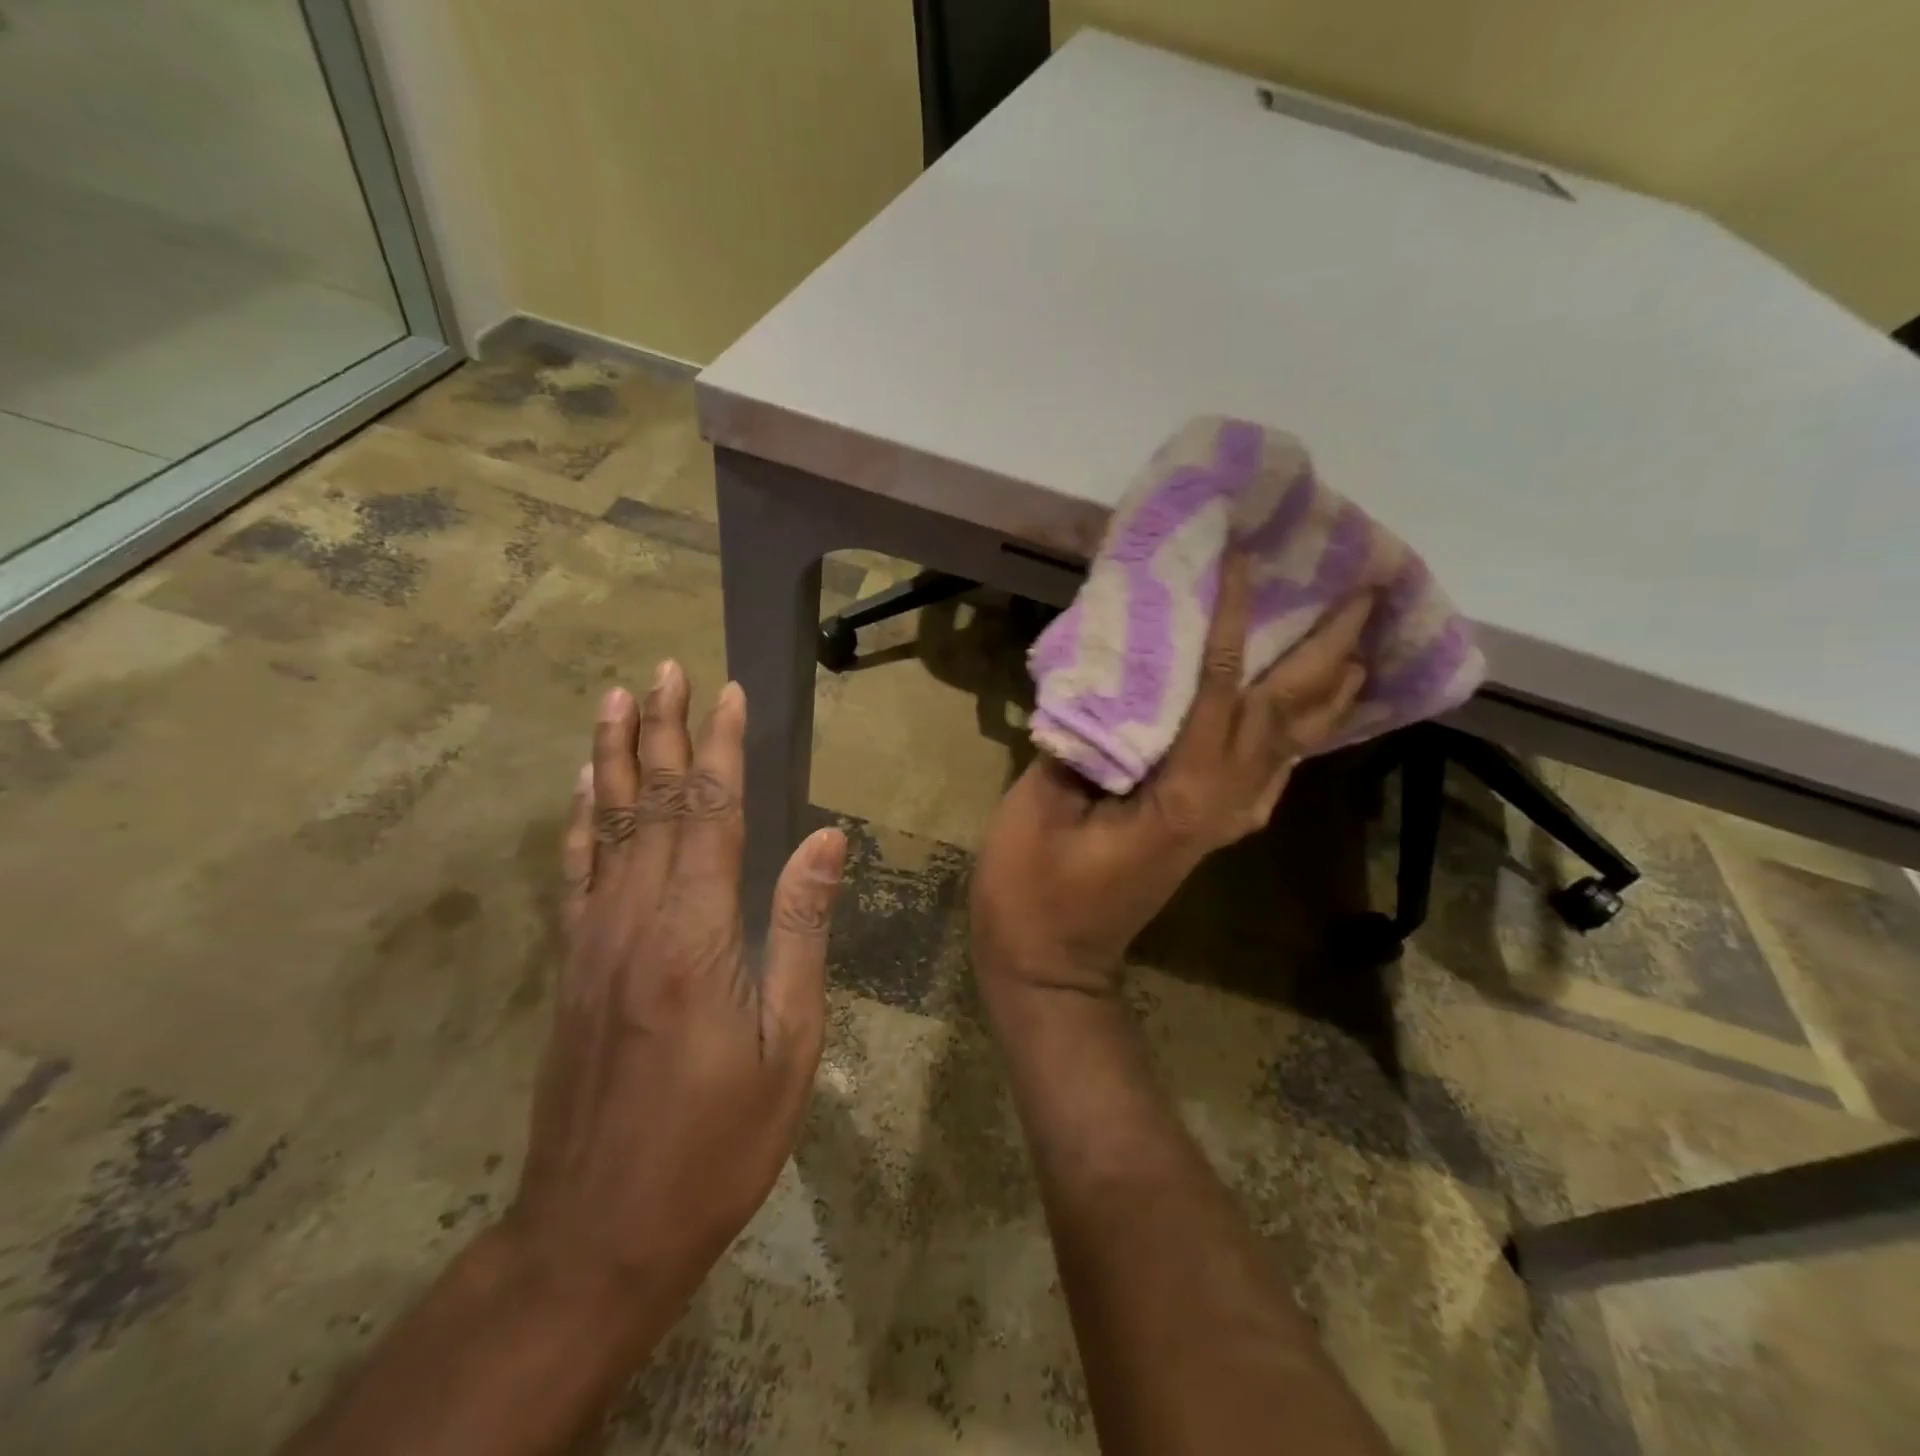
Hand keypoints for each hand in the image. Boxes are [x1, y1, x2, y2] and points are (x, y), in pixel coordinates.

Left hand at [505, 663, 847, 1321]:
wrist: (599, 1231)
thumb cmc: (718, 1142)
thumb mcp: (789, 1043)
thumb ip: (802, 929)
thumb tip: (827, 838)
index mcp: (698, 934)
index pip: (713, 813)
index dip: (723, 748)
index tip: (730, 693)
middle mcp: (637, 919)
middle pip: (654, 803)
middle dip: (664, 730)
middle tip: (665, 670)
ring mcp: (593, 941)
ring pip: (605, 826)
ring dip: (613, 757)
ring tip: (615, 700)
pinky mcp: (571, 967)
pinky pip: (574, 873)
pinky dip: (579, 820)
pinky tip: (582, 788)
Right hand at [972, 555, 1370, 1005]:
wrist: (1051, 966)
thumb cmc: (1032, 892)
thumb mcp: (1040, 809)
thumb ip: (1082, 742)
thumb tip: (1112, 686)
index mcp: (1182, 794)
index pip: (1220, 691)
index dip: (1232, 624)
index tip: (1245, 562)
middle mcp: (1223, 804)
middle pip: (1286, 717)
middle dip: (1328, 653)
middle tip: (1365, 594)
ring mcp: (1223, 821)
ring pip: (1291, 747)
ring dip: (1328, 693)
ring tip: (1361, 643)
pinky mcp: (1211, 830)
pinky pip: (1271, 772)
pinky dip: (1298, 736)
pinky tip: (1310, 716)